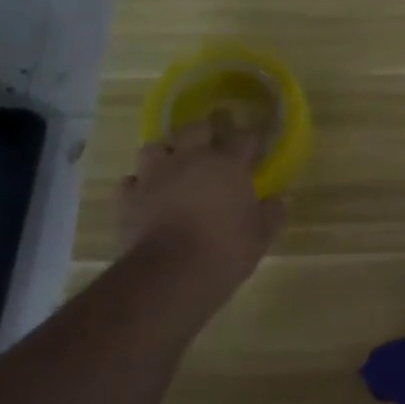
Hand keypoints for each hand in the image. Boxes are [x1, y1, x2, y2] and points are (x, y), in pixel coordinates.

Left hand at [116, 117, 286, 298]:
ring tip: (173, 170)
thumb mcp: (261, 236)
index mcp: (227, 165)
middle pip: (197, 128)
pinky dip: (138, 187)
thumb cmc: (224, 251)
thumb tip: (277, 200)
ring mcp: (154, 176)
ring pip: (156, 147)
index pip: (244, 138)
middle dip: (206, 134)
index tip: (255, 151)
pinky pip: (130, 182)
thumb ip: (272, 213)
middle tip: (212, 149)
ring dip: (166, 155)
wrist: (168, 275)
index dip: (250, 142)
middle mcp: (189, 160)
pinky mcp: (127, 198)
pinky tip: (146, 197)